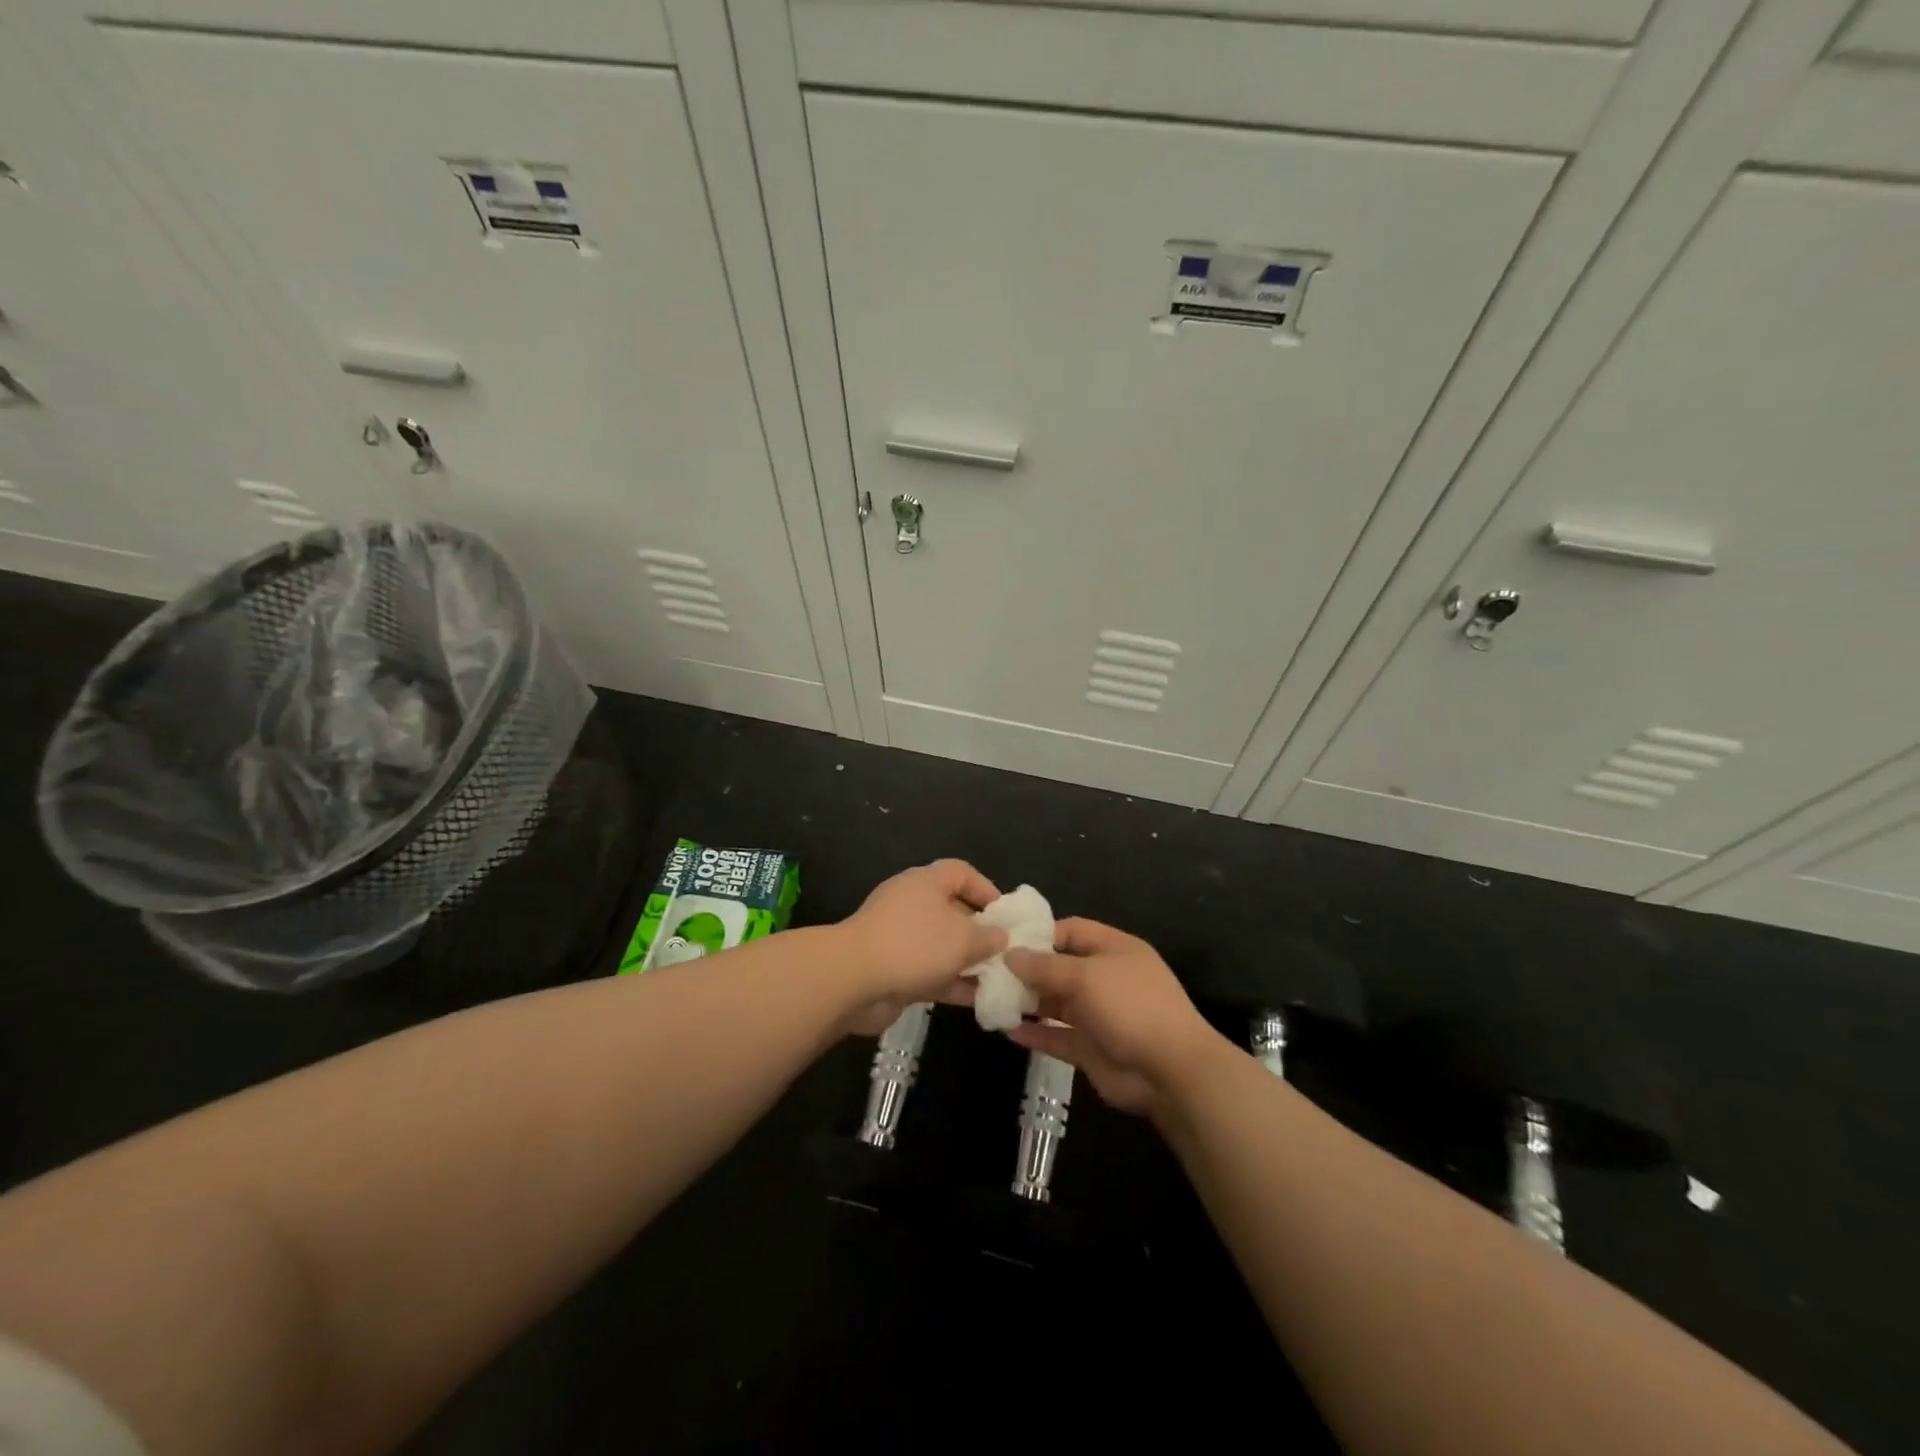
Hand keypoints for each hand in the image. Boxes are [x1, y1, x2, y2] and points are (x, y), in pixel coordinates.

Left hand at [838, 860, 1004, 1034]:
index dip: (986, 889)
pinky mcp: (893, 968)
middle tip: (1006, 952)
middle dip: (980, 932)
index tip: (1006, 915)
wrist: (853, 979)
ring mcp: (900, 937)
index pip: (961, 873)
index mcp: (926, 882)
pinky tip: (977, 1000)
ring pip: (942, 945)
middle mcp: (912, 903)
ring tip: (998, 979)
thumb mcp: (963, 938)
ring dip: (968, 962)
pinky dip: (952, 982)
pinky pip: (930, 971)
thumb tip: (1001, 936)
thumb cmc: (914, 944)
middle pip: (953, 910)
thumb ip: (988, 937)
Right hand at [1005, 918, 1223, 1114]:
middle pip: (1060, 967)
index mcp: (1114, 949)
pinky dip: (1035, 1034)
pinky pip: (1057, 1036)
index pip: (1072, 931)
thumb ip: (1045, 966)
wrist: (1170, 1071)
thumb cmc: (1130, 1006)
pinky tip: (1007, 1030)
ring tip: (991, 999)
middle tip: (989, 972)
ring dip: (1028, 1002)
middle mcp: (1105, 978)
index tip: (1006, 940)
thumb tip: (1010, 955)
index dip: (1041, 934)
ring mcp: (1099, 1015)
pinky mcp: (1091, 1048)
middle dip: (1028, 970)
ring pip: (1056, 1003)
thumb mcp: (1086, 976)